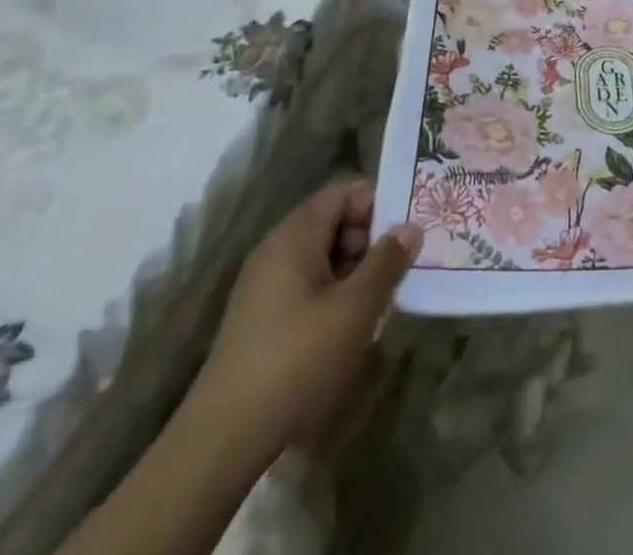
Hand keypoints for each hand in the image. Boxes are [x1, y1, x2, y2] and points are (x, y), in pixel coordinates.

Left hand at [188, 179, 421, 461]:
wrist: (223, 441)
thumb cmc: (298, 359)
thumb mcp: (357, 308)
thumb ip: (387, 261)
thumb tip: (410, 227)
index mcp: (295, 235)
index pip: (344, 192)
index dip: (379, 204)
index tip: (407, 230)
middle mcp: (275, 250)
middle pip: (333, 223)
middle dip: (370, 241)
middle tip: (400, 268)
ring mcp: (263, 286)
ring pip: (322, 258)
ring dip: (354, 272)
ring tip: (380, 301)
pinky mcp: (259, 319)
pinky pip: (306, 286)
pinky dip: (333, 295)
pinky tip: (349, 328)